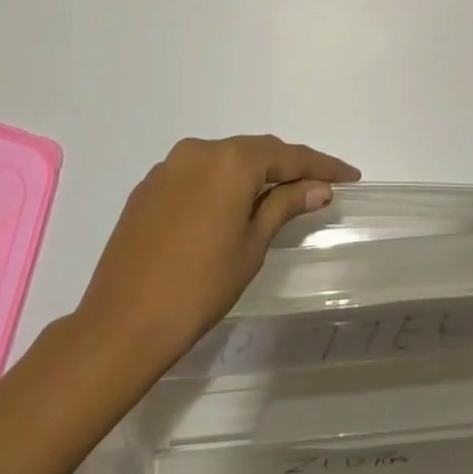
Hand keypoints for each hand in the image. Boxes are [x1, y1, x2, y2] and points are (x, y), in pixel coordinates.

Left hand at [74, 136, 359, 372]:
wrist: (122, 323)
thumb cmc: (200, 286)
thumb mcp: (252, 245)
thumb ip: (284, 205)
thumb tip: (318, 186)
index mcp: (230, 161)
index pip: (288, 155)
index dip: (322, 165)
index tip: (350, 176)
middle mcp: (198, 150)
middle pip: (255, 152)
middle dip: (287, 167)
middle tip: (318, 186)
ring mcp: (168, 167)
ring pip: (224, 160)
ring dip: (252, 174)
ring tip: (277, 196)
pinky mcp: (148, 187)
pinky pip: (197, 174)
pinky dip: (221, 184)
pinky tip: (230, 207)